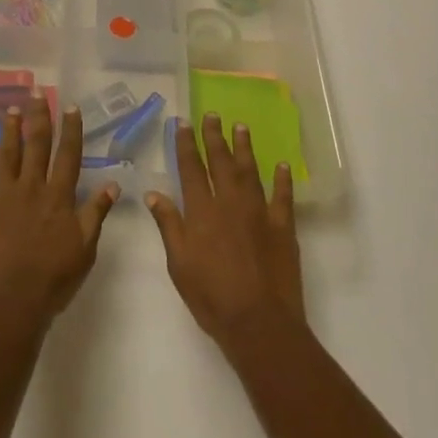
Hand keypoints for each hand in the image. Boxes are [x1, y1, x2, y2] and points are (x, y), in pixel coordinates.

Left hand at [0, 95, 118, 325]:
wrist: (11, 300)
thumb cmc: (53, 278)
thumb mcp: (85, 247)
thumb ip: (96, 213)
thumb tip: (113, 183)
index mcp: (59, 196)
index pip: (68, 155)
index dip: (70, 129)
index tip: (70, 106)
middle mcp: (32, 187)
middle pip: (37, 145)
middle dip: (39, 117)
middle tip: (37, 93)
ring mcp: (3, 195)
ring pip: (7, 154)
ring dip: (10, 130)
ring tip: (11, 109)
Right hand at [146, 113, 303, 348]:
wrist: (259, 323)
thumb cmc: (212, 297)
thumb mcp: (179, 264)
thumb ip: (169, 225)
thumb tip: (154, 193)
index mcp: (202, 212)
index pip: (191, 169)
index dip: (186, 144)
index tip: (183, 122)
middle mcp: (230, 204)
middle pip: (221, 162)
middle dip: (215, 137)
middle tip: (213, 115)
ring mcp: (259, 213)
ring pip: (250, 172)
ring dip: (244, 148)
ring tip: (241, 127)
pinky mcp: (282, 227)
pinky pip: (283, 196)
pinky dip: (282, 179)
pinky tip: (281, 165)